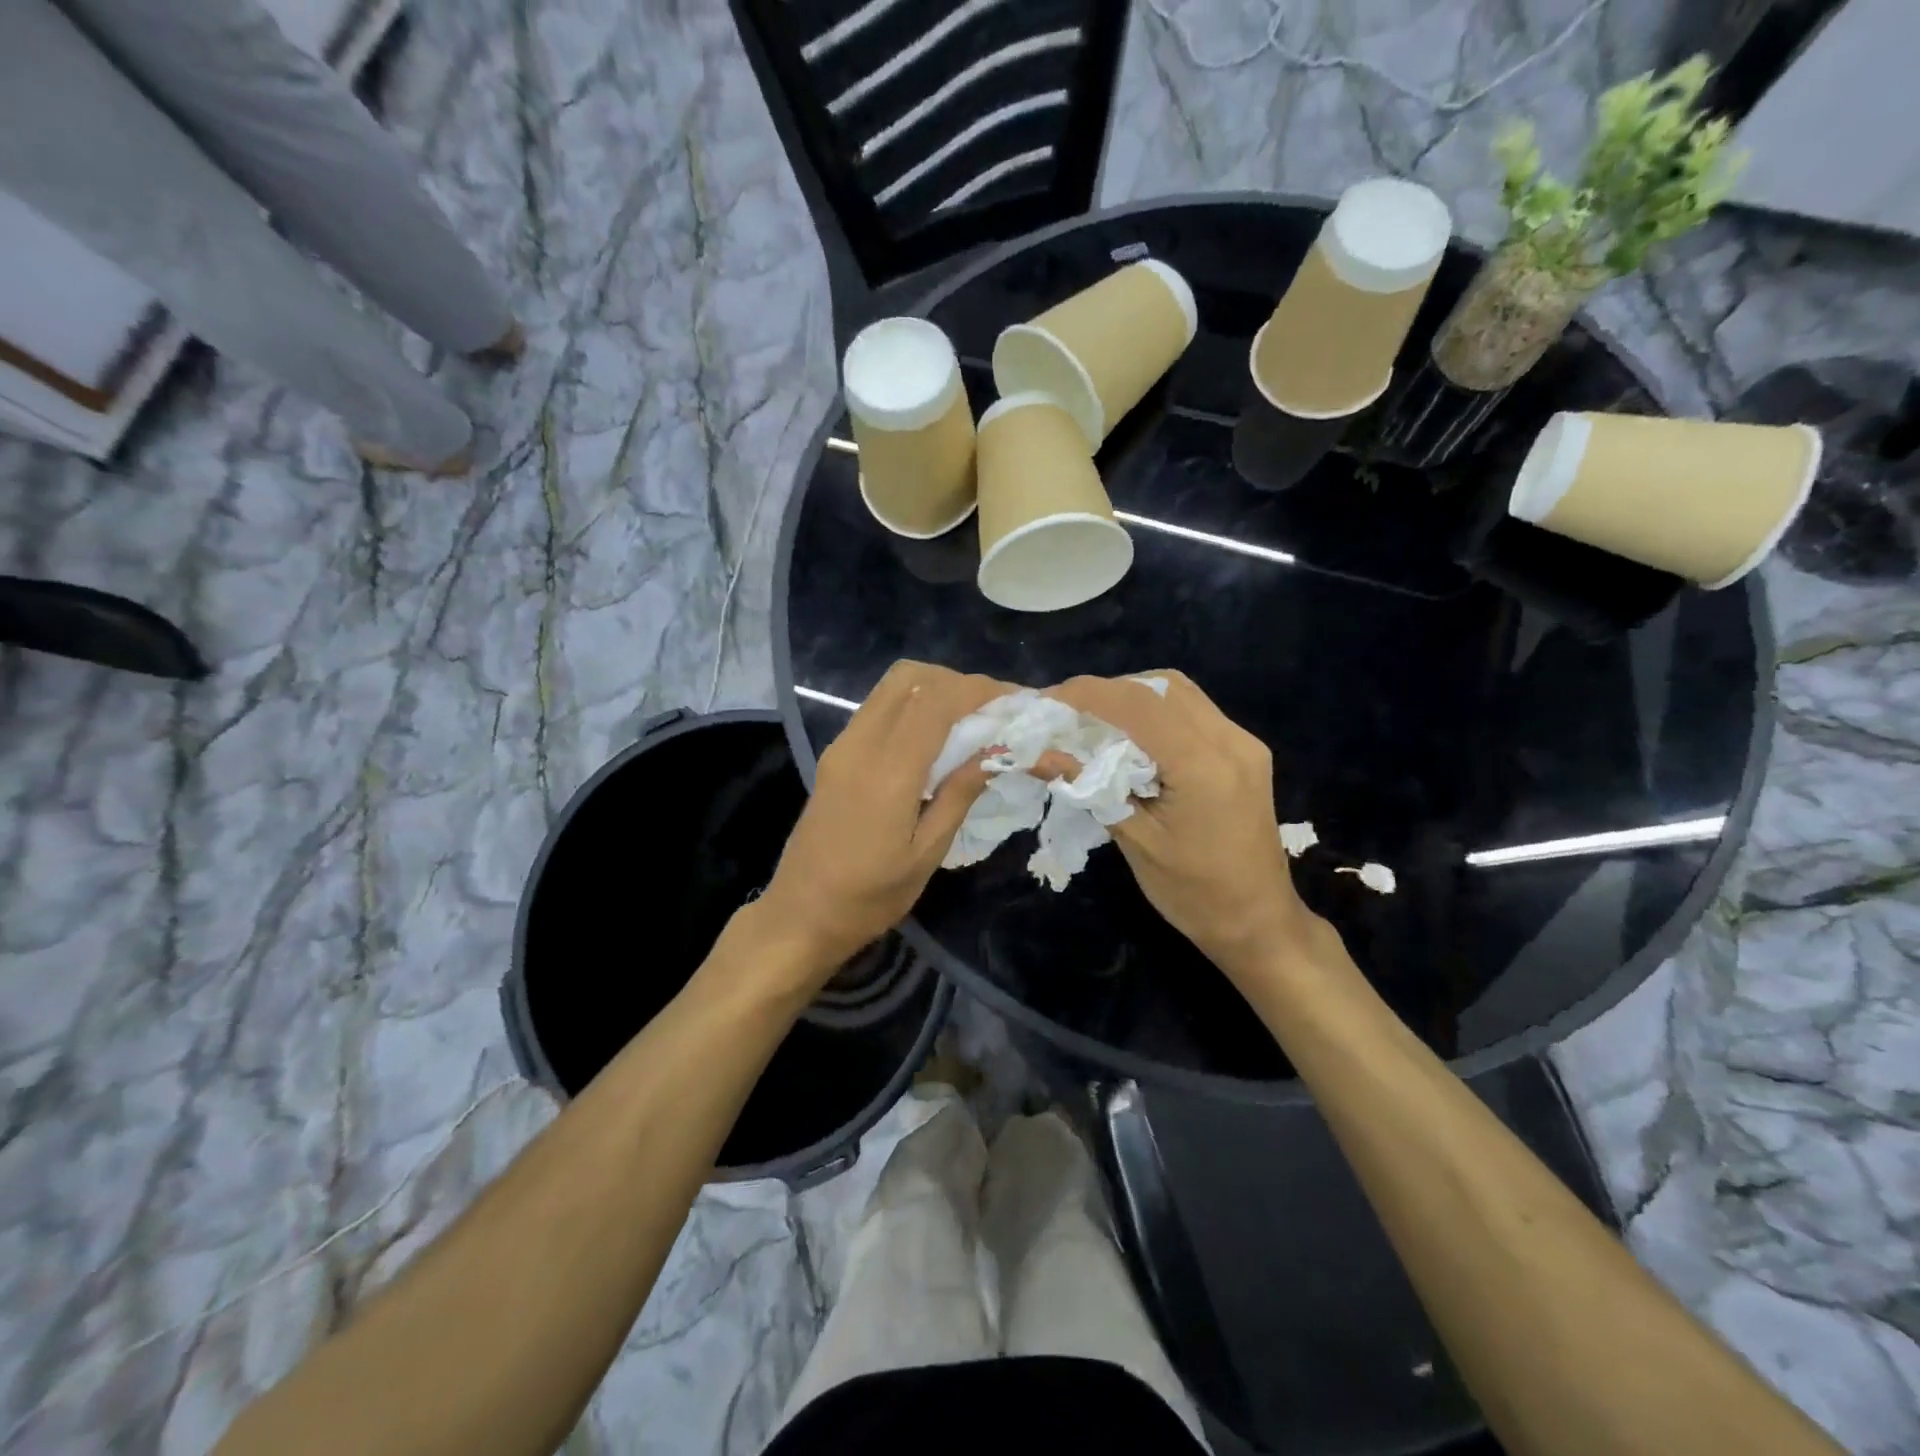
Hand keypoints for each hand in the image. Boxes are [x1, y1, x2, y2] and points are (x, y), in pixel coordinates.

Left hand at [755, 661, 1005, 979]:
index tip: (1015, 701)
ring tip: (969, 721)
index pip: (937, 701)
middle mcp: (860, 744)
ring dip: (934, 690)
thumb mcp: (926, 853)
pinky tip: (935, 739)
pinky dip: (913, 707)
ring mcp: (843, 746)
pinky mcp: (835, 756)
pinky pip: (878, 709)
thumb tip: (996, 750)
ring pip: (891, 688)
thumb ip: (960, 793)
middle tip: (991, 710)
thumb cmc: (869, 897)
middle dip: (957, 682)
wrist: (800, 916)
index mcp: (888, 770)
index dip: (980, 690)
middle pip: (910, 677)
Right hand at [1046, 671, 1322, 984]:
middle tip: (1067, 713)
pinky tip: (1131, 734)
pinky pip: (1194, 711)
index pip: (1137, 705)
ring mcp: (1243, 742)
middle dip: (1107, 691)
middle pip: (1160, 687)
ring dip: (1132, 696)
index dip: (1088, 694)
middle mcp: (1230, 740)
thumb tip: (1039, 755)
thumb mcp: (1135, 841)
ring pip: (1179, 691)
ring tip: (1095, 720)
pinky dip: (1156, 710)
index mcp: (1203, 765)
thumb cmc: (1192, 893)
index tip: (1047, 702)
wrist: (1258, 921)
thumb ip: (1090, 787)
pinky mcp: (1245, 751)